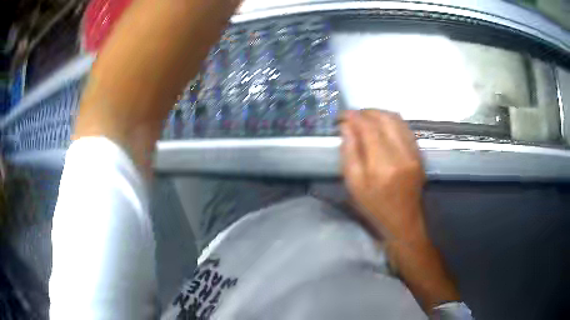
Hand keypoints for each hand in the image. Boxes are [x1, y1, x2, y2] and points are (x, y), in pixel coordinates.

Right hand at [340, 109, 425, 242]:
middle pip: (384, 118)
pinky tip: (382, 127)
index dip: (354, 116)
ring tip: (366, 119)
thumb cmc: (374, 207)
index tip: (342, 115)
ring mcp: (414, 153)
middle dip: (366, 112)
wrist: (403, 221)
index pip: (368, 128)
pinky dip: (391, 122)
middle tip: (353, 117)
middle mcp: (401, 154)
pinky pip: (405, 128)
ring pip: (397, 120)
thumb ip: (349, 153)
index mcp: (382, 165)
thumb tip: (346, 127)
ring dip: (379, 114)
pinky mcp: (419, 154)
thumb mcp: (354, 185)